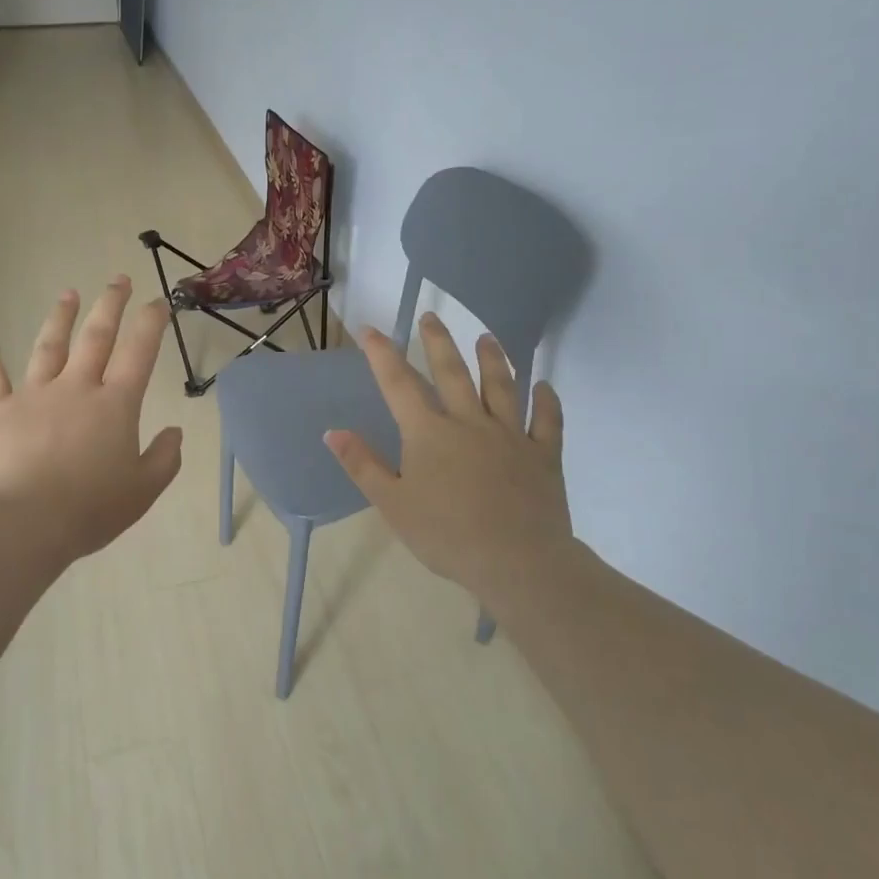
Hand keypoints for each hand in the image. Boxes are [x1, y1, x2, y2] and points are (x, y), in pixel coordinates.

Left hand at [0, 276, 183, 565]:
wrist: (25, 525)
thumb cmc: (91, 509)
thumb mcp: (143, 490)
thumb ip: (164, 458)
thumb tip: (176, 432)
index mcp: (115, 404)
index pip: (139, 352)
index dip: (151, 323)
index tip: (159, 302)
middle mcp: (77, 387)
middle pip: (96, 336)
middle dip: (110, 304)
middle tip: (119, 280)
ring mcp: (34, 394)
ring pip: (49, 346)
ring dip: (61, 317)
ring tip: (69, 294)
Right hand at [325, 313, 570, 604]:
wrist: (517, 561)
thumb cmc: (446, 535)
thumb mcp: (392, 504)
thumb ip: (362, 464)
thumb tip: (332, 431)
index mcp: (429, 433)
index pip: (399, 384)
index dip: (382, 354)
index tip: (370, 329)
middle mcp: (469, 421)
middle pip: (452, 372)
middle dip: (438, 342)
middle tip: (432, 316)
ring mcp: (510, 435)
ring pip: (501, 386)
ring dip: (494, 359)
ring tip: (487, 337)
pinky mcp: (543, 454)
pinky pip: (547, 421)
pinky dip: (547, 402)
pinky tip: (545, 386)